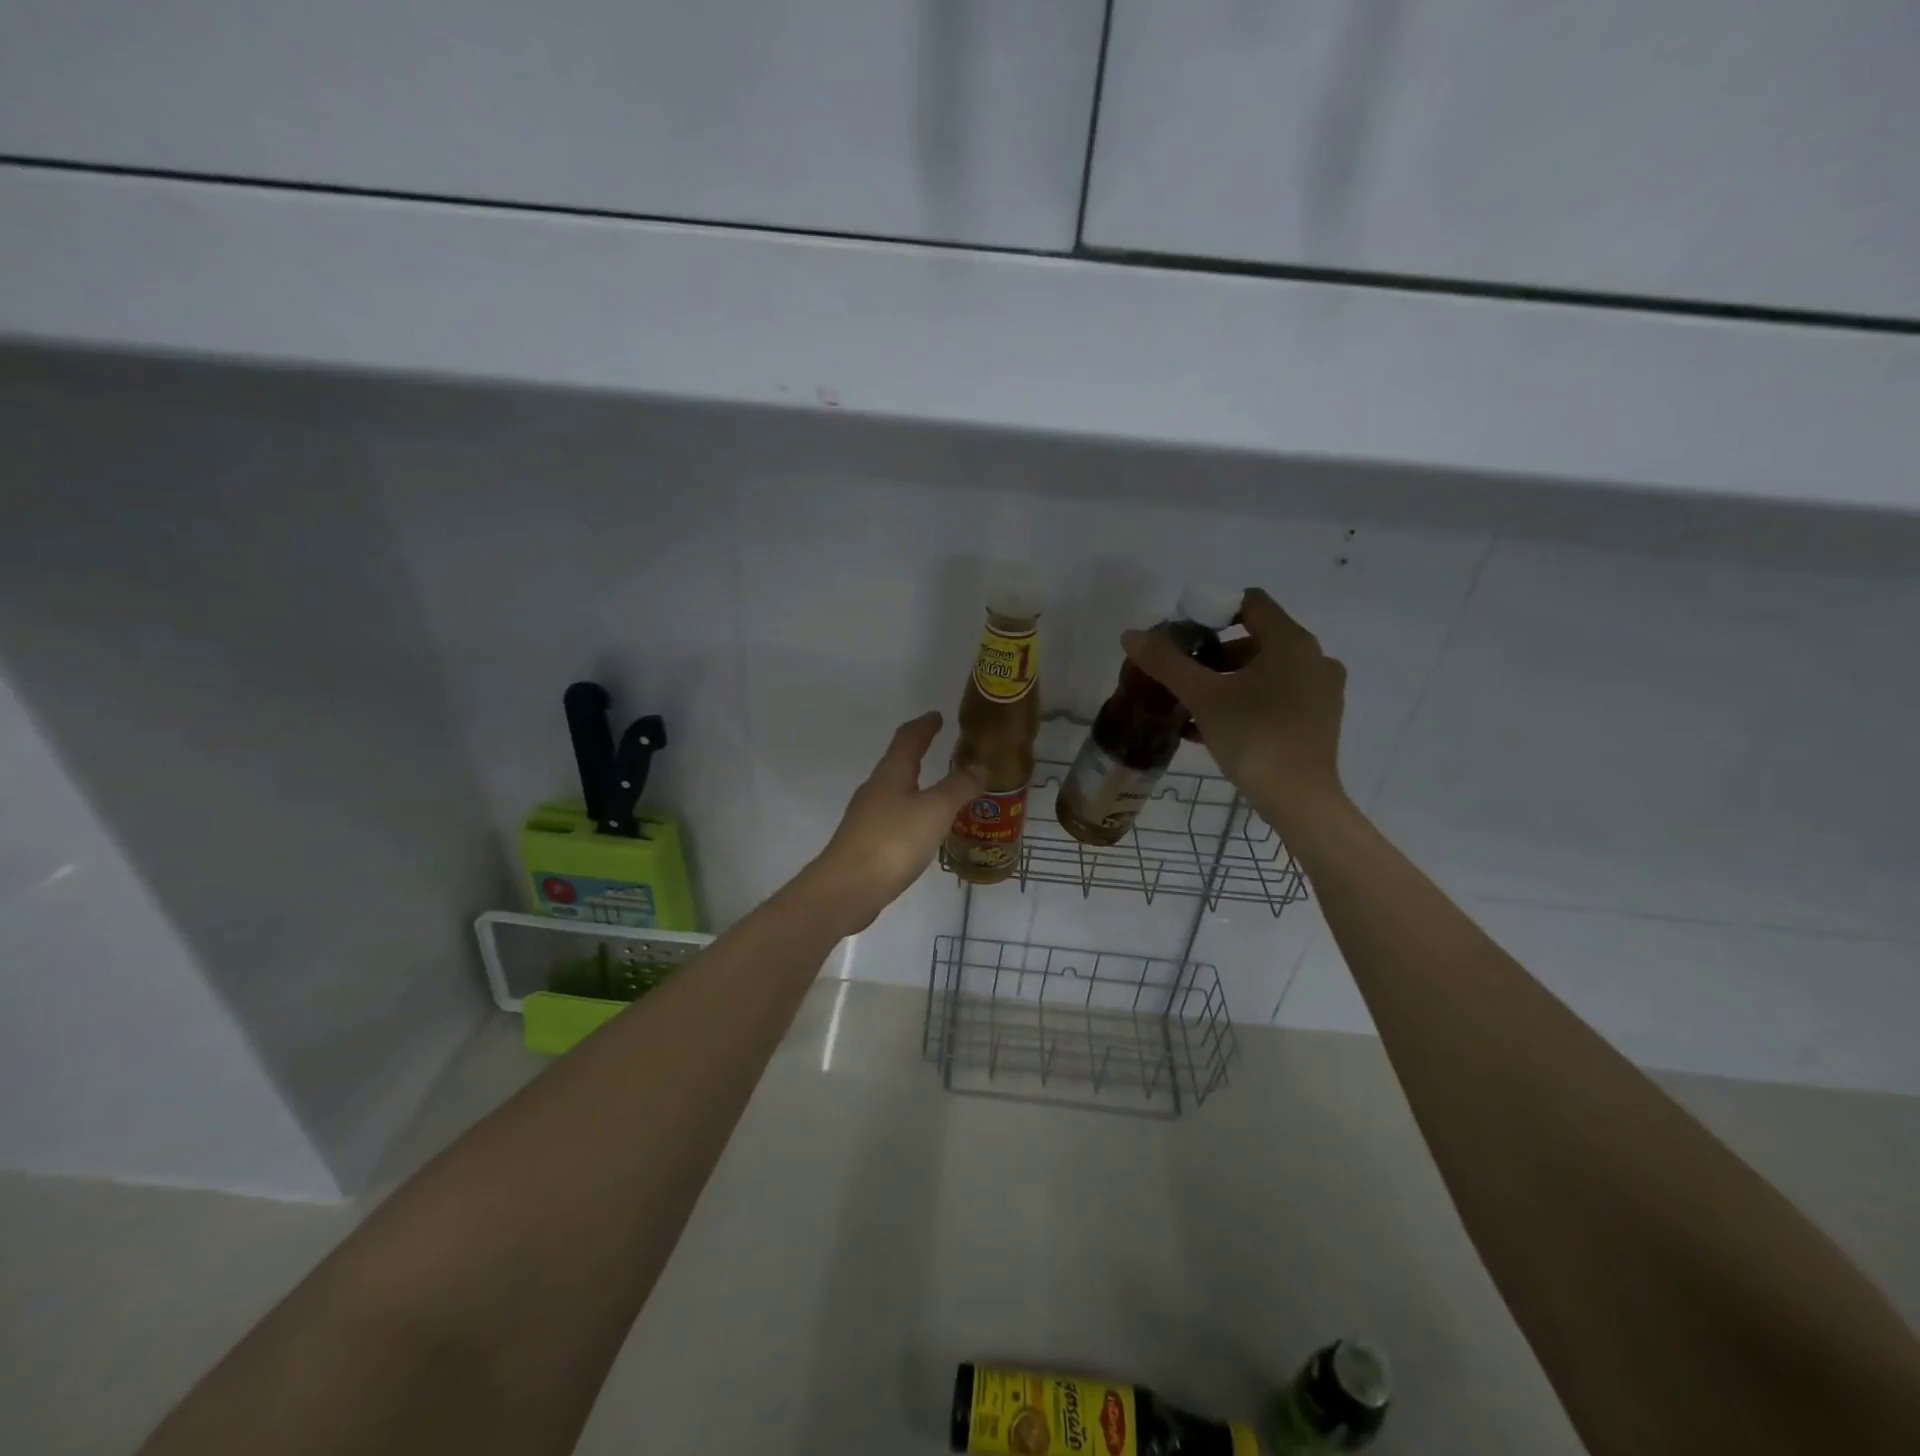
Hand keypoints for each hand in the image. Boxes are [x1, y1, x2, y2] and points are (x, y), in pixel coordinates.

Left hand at [807, 711, 978, 933]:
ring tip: (943, 792)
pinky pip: (895, 818)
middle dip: (920, 754)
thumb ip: (959, 787)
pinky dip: (913, 814)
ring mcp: (868, 817)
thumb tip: (978, 766)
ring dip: (918, 786)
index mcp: (891, 773)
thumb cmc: (893, 841)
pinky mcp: (866, 843)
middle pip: (899, 763)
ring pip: (896, 792)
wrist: (847, 888)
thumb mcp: (935, 810)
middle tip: (945, 751)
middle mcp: (876, 789)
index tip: (938, 716)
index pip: (908, 738)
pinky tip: (924, 830)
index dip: (925, 725)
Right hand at [1122, 588, 1348, 834]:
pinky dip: (1247, 701)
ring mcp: (1322, 691)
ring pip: (1265, 671)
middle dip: (1215, 653)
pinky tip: (1213, 727)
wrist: (1300, 800)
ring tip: (1192, 704)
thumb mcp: (1202, 697)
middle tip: (1182, 674)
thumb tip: (1131, 635)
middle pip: (1256, 639)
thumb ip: (1166, 662)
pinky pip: (1277, 696)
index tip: (1183, 634)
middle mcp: (1314, 658)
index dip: (1212, 611)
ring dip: (1228, 681)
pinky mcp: (1319, 720)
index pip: (1250, 603)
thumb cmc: (1253, 737)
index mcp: (1291, 642)